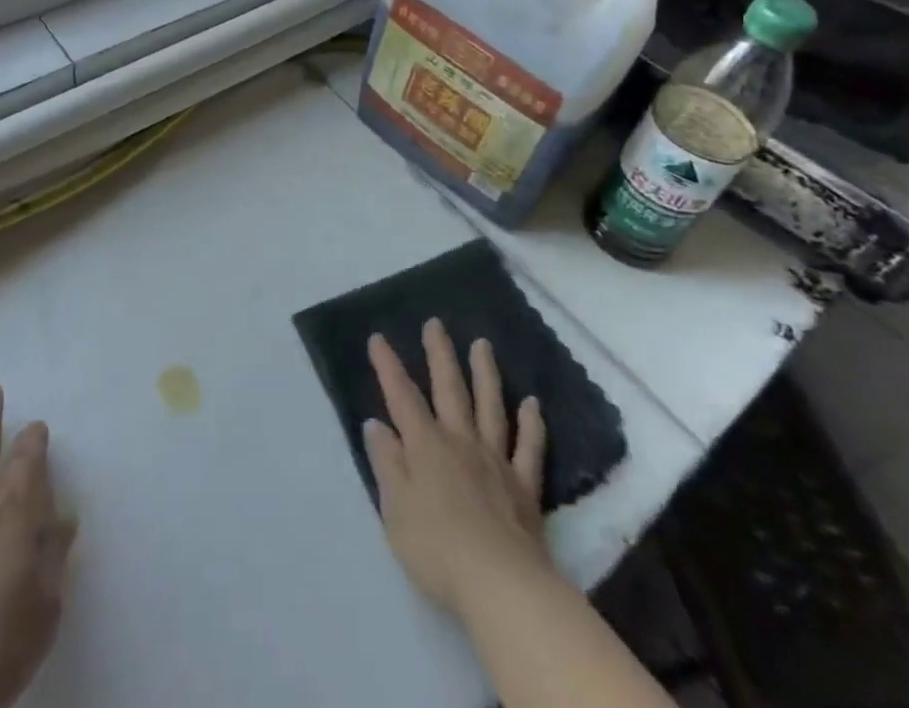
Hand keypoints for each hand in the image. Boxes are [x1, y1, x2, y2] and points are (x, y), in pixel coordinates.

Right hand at [362, 320, 550, 617]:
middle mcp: (460, 442)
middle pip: (449, 389)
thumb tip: (376, 424)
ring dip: (485, 373)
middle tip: (435, 324)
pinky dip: (532, 424)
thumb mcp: (394, 509)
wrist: (499, 584)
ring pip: (490, 406)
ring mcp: (495, 460)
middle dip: (439, 354)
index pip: (401, 397)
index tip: (378, 338)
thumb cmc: (436, 549)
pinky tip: (533, 404)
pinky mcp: (524, 486)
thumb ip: (387, 463)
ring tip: (482, 344)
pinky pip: (529, 448)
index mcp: (425, 447)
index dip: (388, 367)